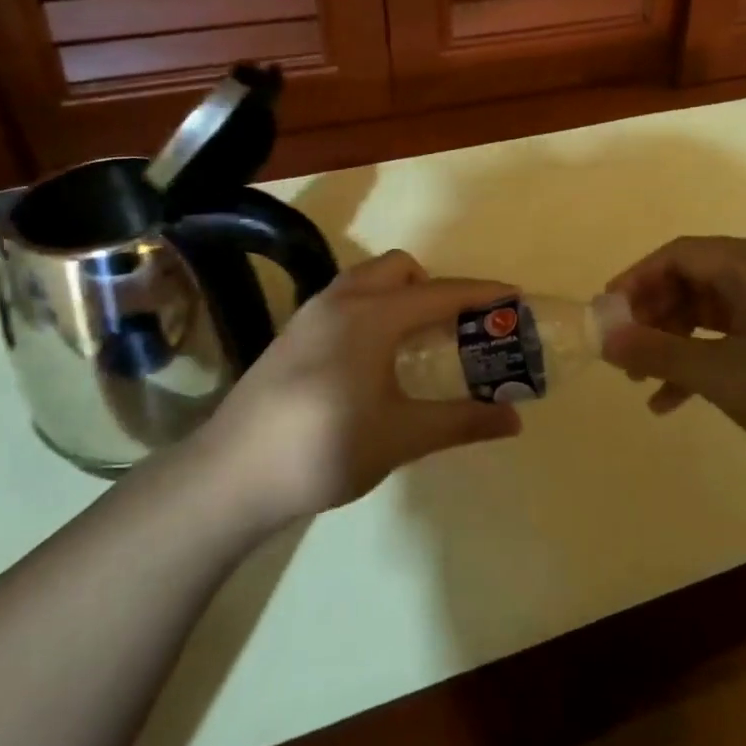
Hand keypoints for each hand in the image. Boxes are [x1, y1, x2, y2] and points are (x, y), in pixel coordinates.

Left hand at [196, 251, 521, 523]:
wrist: (231, 476)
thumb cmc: (325, 449)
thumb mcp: (402, 437)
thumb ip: (461, 421)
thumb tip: (514, 420)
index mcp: (372, 315)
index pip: (441, 293)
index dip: (482, 295)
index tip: (515, 297)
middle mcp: (341, 301)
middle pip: (400, 270)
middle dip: (435, 288)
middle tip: (456, 329)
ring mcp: (309, 315)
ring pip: (367, 282)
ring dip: (400, 296)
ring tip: (418, 342)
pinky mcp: (290, 336)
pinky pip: (345, 301)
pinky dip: (373, 310)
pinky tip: (373, 361)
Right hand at [602, 236, 745, 475]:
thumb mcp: (722, 374)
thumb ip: (659, 352)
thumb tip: (606, 336)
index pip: (678, 254)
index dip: (634, 280)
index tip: (606, 314)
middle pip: (694, 279)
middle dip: (653, 316)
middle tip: (624, 352)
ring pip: (713, 309)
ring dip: (677, 342)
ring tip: (645, 381)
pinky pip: (738, 330)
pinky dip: (708, 356)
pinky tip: (680, 399)